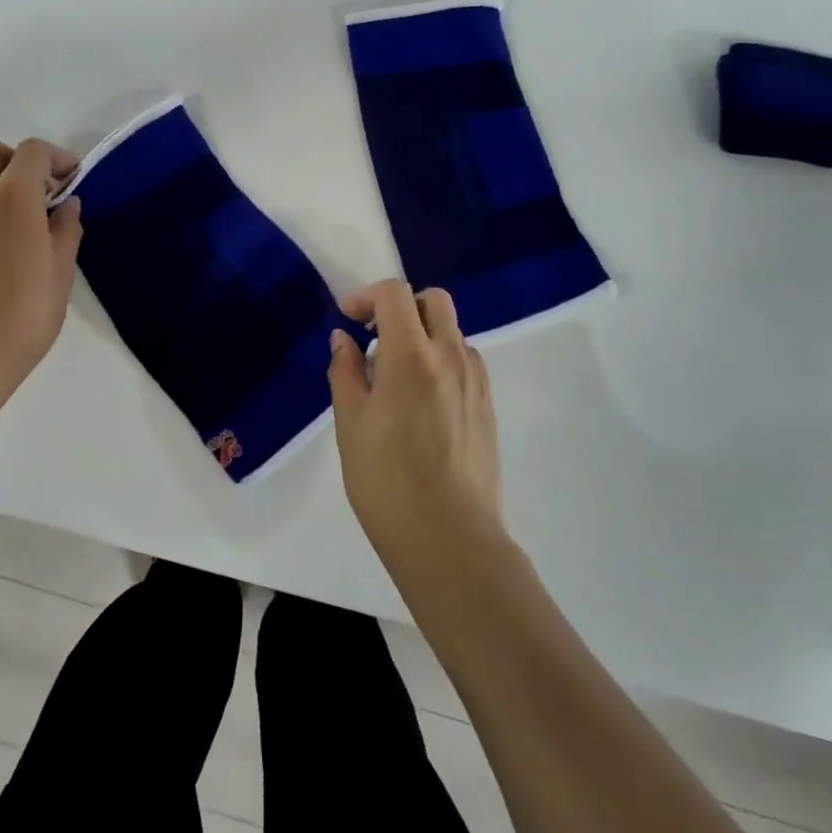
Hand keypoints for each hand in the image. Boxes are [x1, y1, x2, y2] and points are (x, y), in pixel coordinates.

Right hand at [328, 282, 503, 575]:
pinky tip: (423, 400)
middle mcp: (451, 357)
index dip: (366, 296)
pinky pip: (465, 361)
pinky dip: (442, 360)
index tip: (348, 320)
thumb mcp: (350, 424)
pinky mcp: (487, 405)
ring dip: (423, 334)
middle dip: (401, 306)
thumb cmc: (387, 481)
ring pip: (453, 331)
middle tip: (375, 337)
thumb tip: (344, 339)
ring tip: (396, 376)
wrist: (449, 539)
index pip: (394, 294)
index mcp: (411, 356)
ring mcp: (475, 381)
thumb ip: (345, 371)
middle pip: (434, 301)